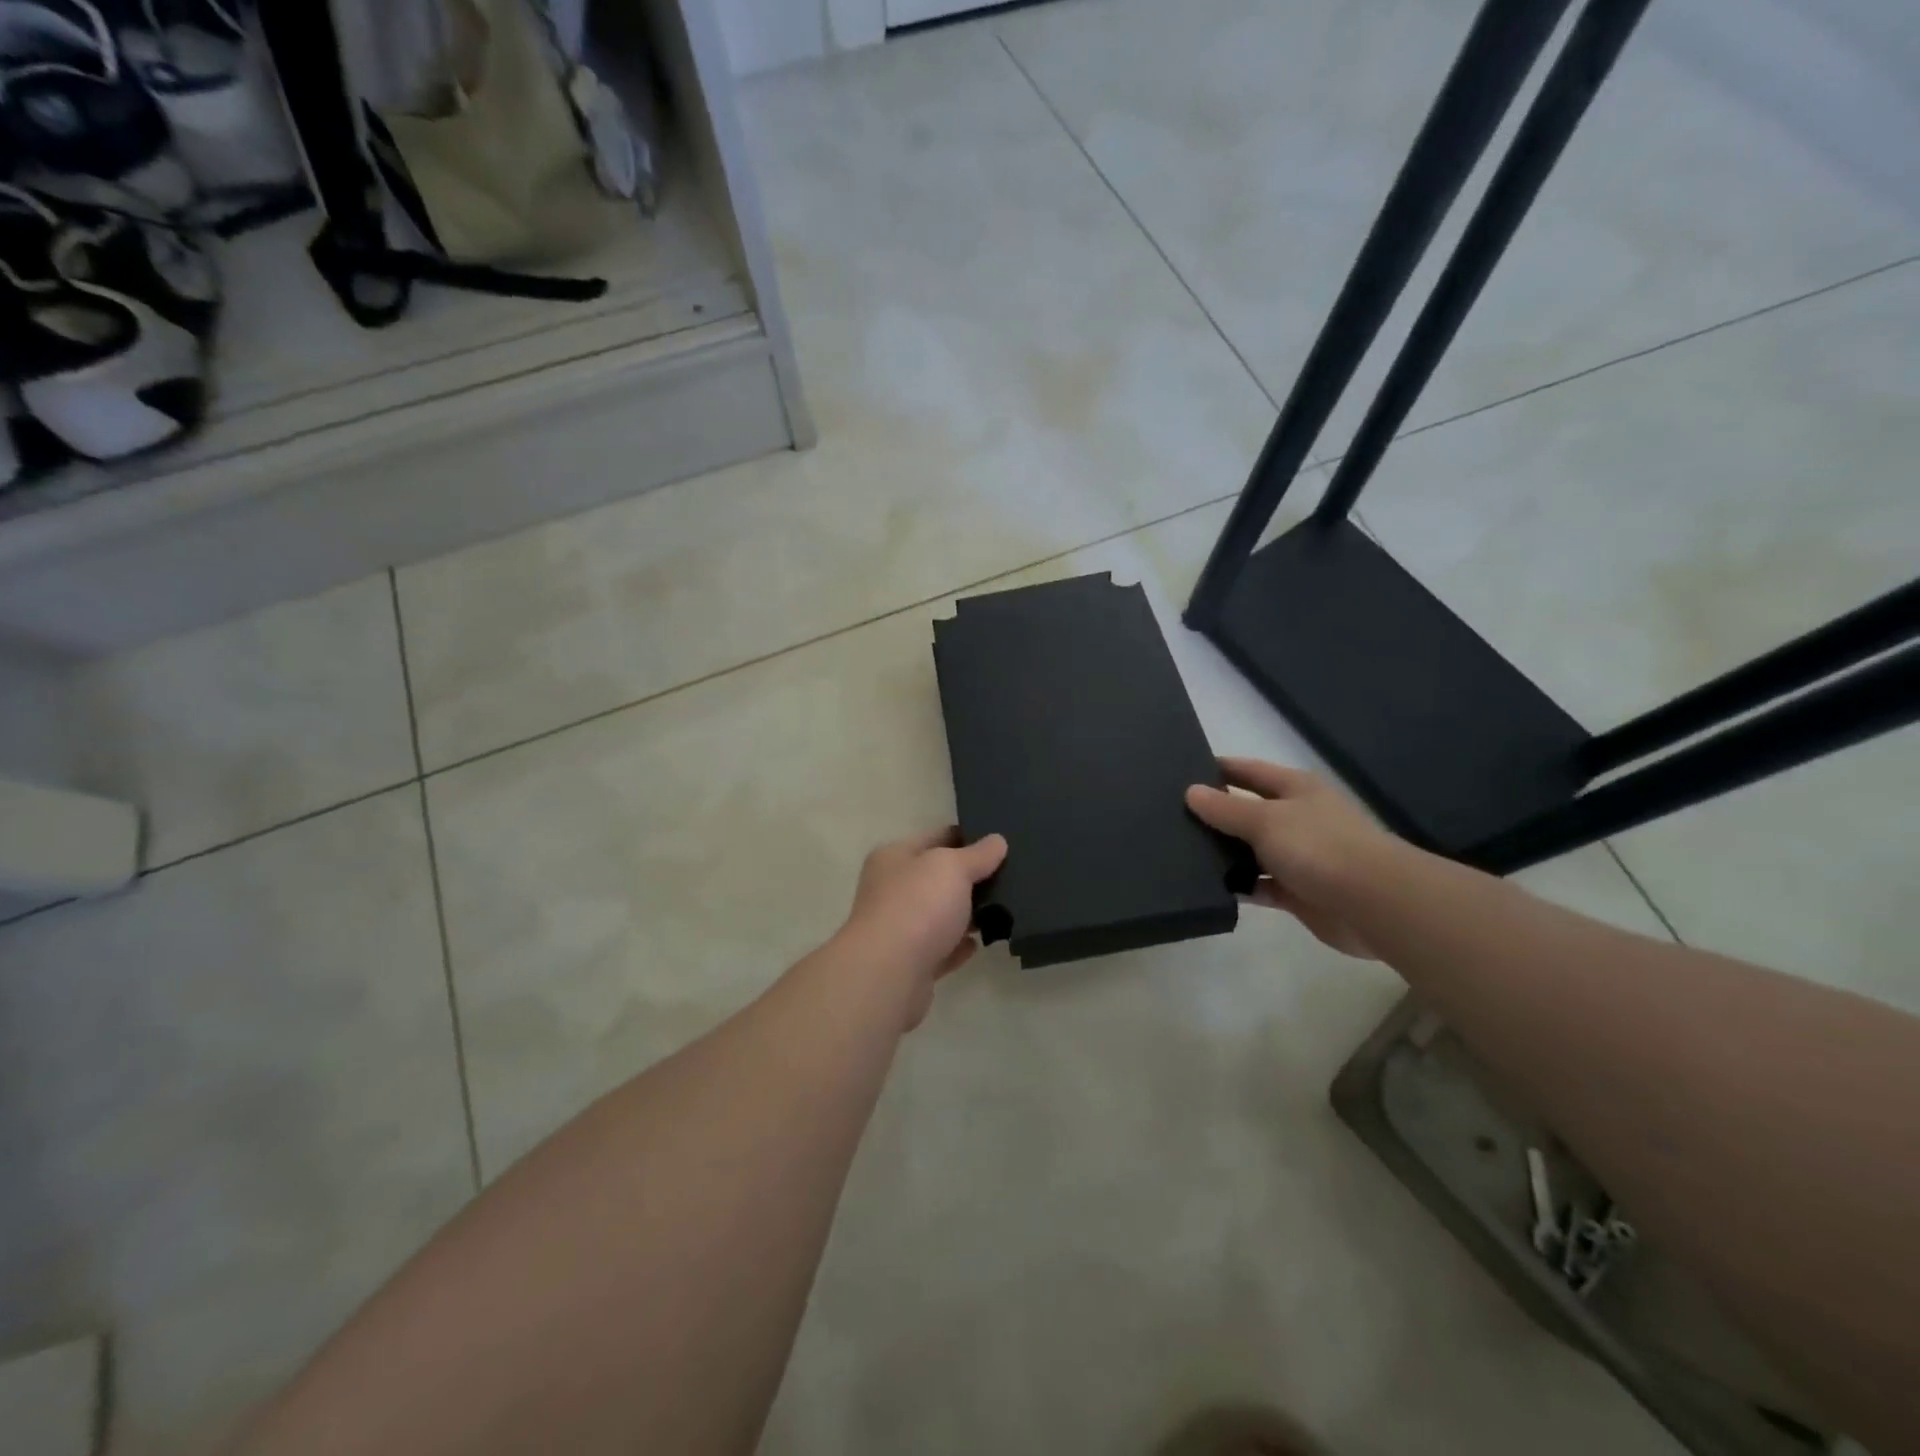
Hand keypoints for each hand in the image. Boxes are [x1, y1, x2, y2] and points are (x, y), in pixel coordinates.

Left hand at [836, 827, 1007, 1029]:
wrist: (888, 975)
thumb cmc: (917, 907)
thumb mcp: (952, 867)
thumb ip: (977, 854)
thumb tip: (997, 841)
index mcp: (894, 857)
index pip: (936, 837)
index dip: (967, 836)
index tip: (1000, 841)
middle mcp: (892, 890)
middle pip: (938, 877)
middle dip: (971, 878)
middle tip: (1011, 876)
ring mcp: (899, 929)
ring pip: (941, 915)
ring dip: (967, 914)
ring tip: (1005, 910)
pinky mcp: (911, 964)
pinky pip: (942, 949)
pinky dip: (959, 946)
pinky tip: (982, 943)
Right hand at [1185, 758, 1399, 958]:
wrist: (1374, 904)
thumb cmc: (1320, 847)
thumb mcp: (1265, 820)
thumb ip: (1226, 808)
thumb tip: (1191, 791)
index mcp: (1295, 789)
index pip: (1248, 771)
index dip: (1218, 769)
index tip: (1180, 772)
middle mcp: (1297, 818)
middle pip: (1248, 811)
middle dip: (1215, 814)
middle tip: (1171, 817)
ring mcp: (1298, 856)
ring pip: (1251, 850)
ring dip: (1224, 854)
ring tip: (1180, 853)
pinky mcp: (1297, 892)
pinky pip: (1259, 884)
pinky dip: (1240, 886)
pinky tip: (1208, 887)